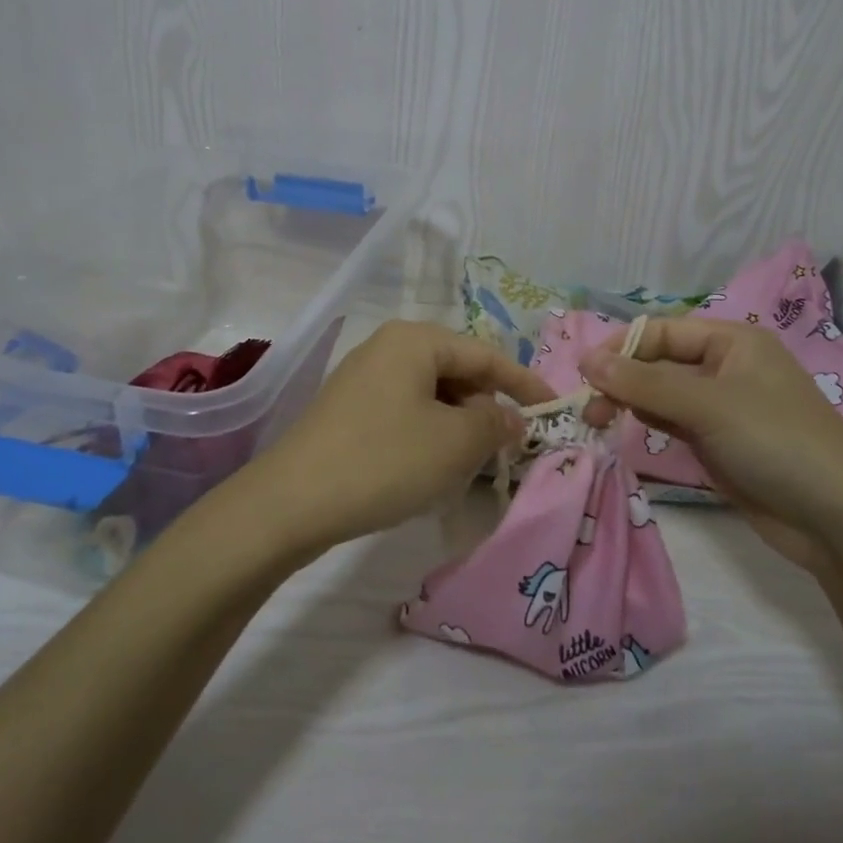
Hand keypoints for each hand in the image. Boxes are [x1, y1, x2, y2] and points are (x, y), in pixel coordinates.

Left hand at [246, 320, 551, 549]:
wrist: (291, 502)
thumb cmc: (385, 460)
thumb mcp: (454, 443)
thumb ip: (495, 425)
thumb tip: (510, 419)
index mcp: (416, 340)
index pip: (485, 354)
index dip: (523, 383)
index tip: (552, 408)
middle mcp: (388, 347)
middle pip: (457, 372)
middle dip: (487, 407)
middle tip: (510, 446)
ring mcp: (364, 378)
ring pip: (431, 395)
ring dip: (459, 425)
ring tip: (474, 462)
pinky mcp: (349, 410)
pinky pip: (406, 412)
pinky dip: (430, 434)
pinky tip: (433, 467)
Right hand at [580, 318, 842, 541]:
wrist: (838, 521)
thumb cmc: (775, 443)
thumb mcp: (707, 405)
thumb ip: (644, 382)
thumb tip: (585, 359)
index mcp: (733, 341)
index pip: (662, 332)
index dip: (620, 348)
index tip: (582, 375)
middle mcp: (726, 367)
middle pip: (659, 362)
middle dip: (622, 379)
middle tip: (590, 410)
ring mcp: (723, 407)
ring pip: (662, 394)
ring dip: (631, 403)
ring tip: (600, 423)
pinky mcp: (719, 443)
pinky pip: (674, 423)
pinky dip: (649, 425)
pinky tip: (628, 433)